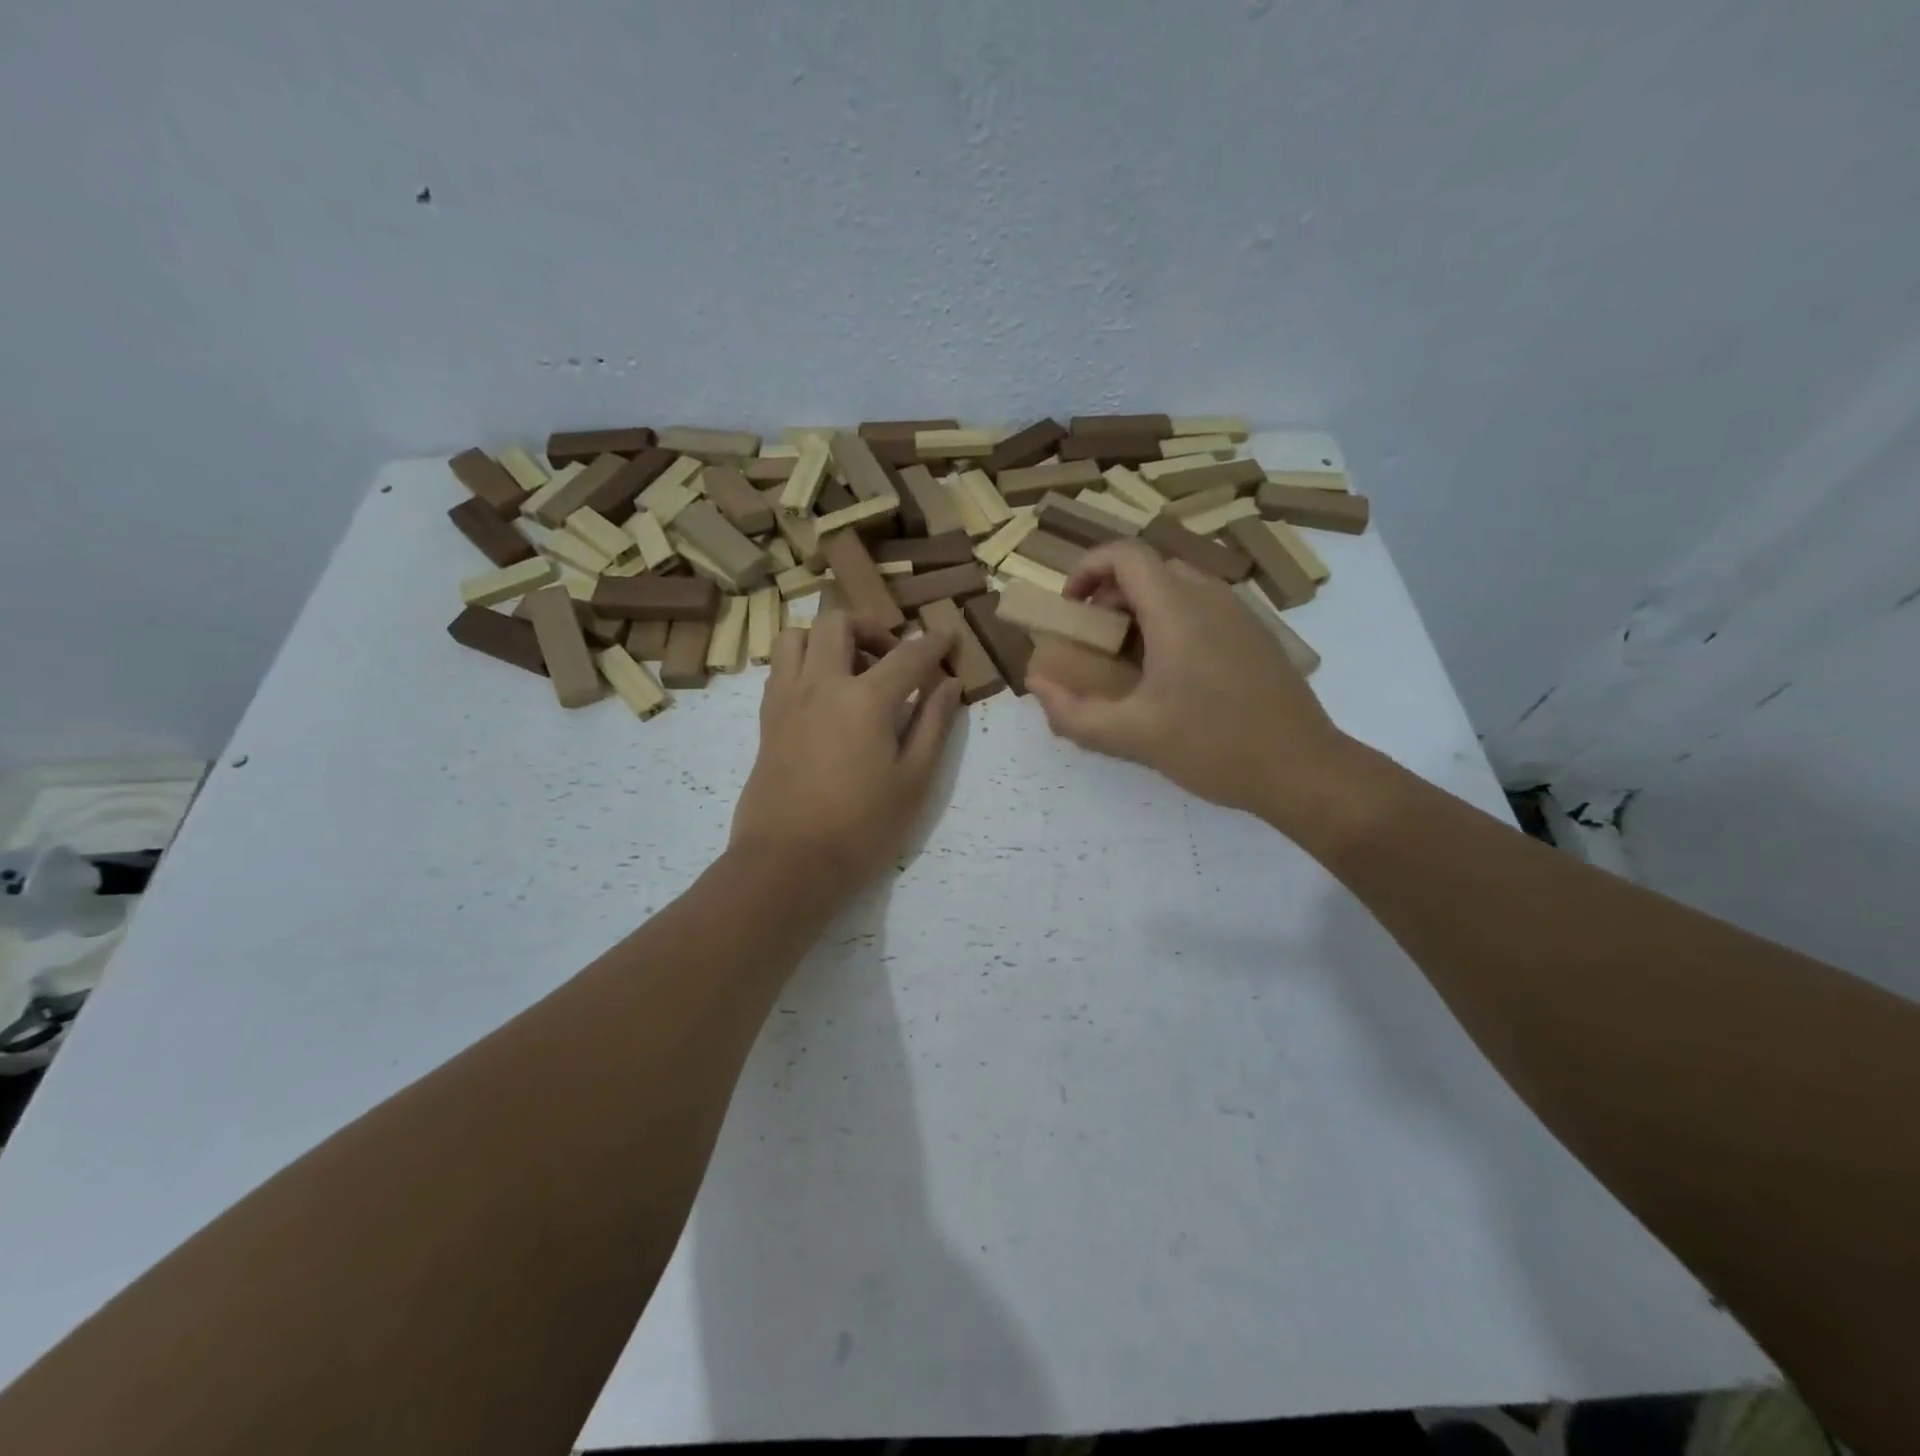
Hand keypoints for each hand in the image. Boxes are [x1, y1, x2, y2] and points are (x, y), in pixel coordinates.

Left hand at [730, 611, 962, 897]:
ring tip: (851, 669)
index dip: (933, 642)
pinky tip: (825, 695)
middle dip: (872, 627)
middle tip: (892, 658)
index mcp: (865, 699)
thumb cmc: (861, 828)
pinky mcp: (767, 719)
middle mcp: (821, 684)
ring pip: (798, 636)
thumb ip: (933, 724)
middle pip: (839, 623)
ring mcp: (787, 699)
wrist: (787, 863)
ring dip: (828, 638)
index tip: (948, 636)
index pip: (908, 655)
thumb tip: (949, 684)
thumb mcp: (913, 781)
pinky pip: (781, 667)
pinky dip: (805, 662)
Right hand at [1026, 542, 1350, 829]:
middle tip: (1093, 640)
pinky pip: (1203, 609)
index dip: (1086, 568)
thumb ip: (1073, 713)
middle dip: (1109, 595)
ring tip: (1127, 661)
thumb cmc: (1214, 746)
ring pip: (1178, 587)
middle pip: (1149, 569)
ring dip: (1141, 610)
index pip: (1125, 554)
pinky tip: (1171, 677)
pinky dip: (1172, 623)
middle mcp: (1211, 597)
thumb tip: (1036, 685)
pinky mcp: (1256, 636)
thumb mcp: (1131, 737)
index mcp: (1177, 610)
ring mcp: (1240, 614)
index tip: (1069, 607)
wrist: (1303, 769)